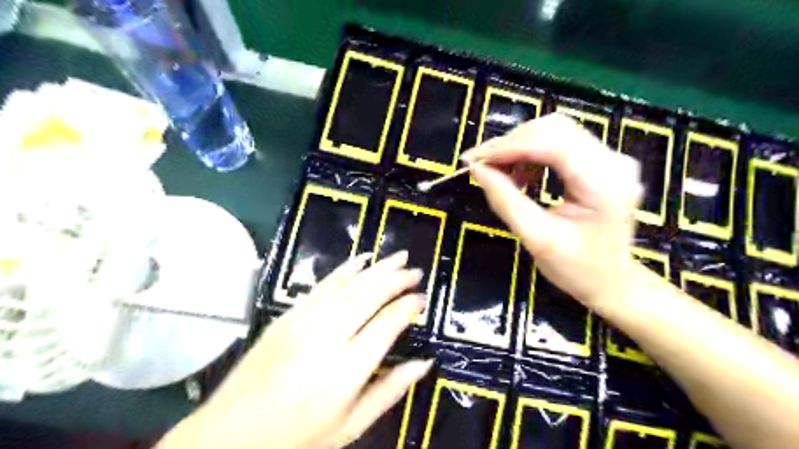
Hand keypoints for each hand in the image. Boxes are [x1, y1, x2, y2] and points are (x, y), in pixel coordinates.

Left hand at [160, 250, 433, 448]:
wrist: (229, 437)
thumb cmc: (297, 438)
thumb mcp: (351, 425)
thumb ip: (391, 391)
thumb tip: (424, 363)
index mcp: (347, 369)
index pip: (387, 323)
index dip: (409, 307)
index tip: (422, 300)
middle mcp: (327, 336)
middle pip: (369, 295)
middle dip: (397, 279)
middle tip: (417, 271)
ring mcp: (304, 322)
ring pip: (348, 284)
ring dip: (376, 268)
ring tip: (398, 257)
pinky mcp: (287, 316)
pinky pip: (322, 286)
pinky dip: (345, 270)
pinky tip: (360, 260)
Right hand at [470, 114, 640, 313]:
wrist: (612, 281)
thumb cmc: (577, 269)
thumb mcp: (536, 238)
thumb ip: (505, 200)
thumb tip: (477, 169)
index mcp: (603, 183)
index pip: (551, 143)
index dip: (508, 146)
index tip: (473, 159)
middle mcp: (613, 161)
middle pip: (553, 130)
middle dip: (510, 144)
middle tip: (481, 165)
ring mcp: (610, 158)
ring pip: (554, 132)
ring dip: (519, 147)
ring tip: (499, 172)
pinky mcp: (602, 161)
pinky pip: (560, 143)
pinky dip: (532, 154)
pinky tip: (521, 175)